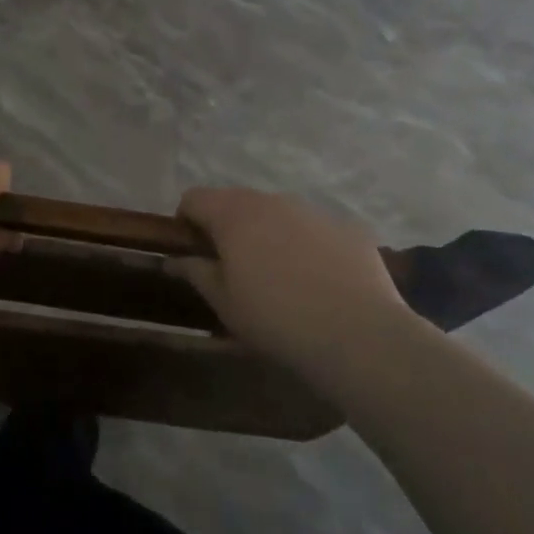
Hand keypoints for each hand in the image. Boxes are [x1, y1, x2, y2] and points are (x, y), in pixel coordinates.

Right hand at [174, 188, 413, 382]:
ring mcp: (314, 212)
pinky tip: (318, 282)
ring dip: (269, 234)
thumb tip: (174, 259)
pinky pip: (316, 230)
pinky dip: (307, 246)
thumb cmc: (275, 319)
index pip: (194, 198)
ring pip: (278, 214)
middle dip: (228, 227)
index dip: (186, 221)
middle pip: (236, 202)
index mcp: (234, 214)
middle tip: (233, 267)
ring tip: (279, 277)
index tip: (193, 251)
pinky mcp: (349, 229)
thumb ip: (195, 272)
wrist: (359, 335)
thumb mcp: (223, 302)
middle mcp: (272, 201)